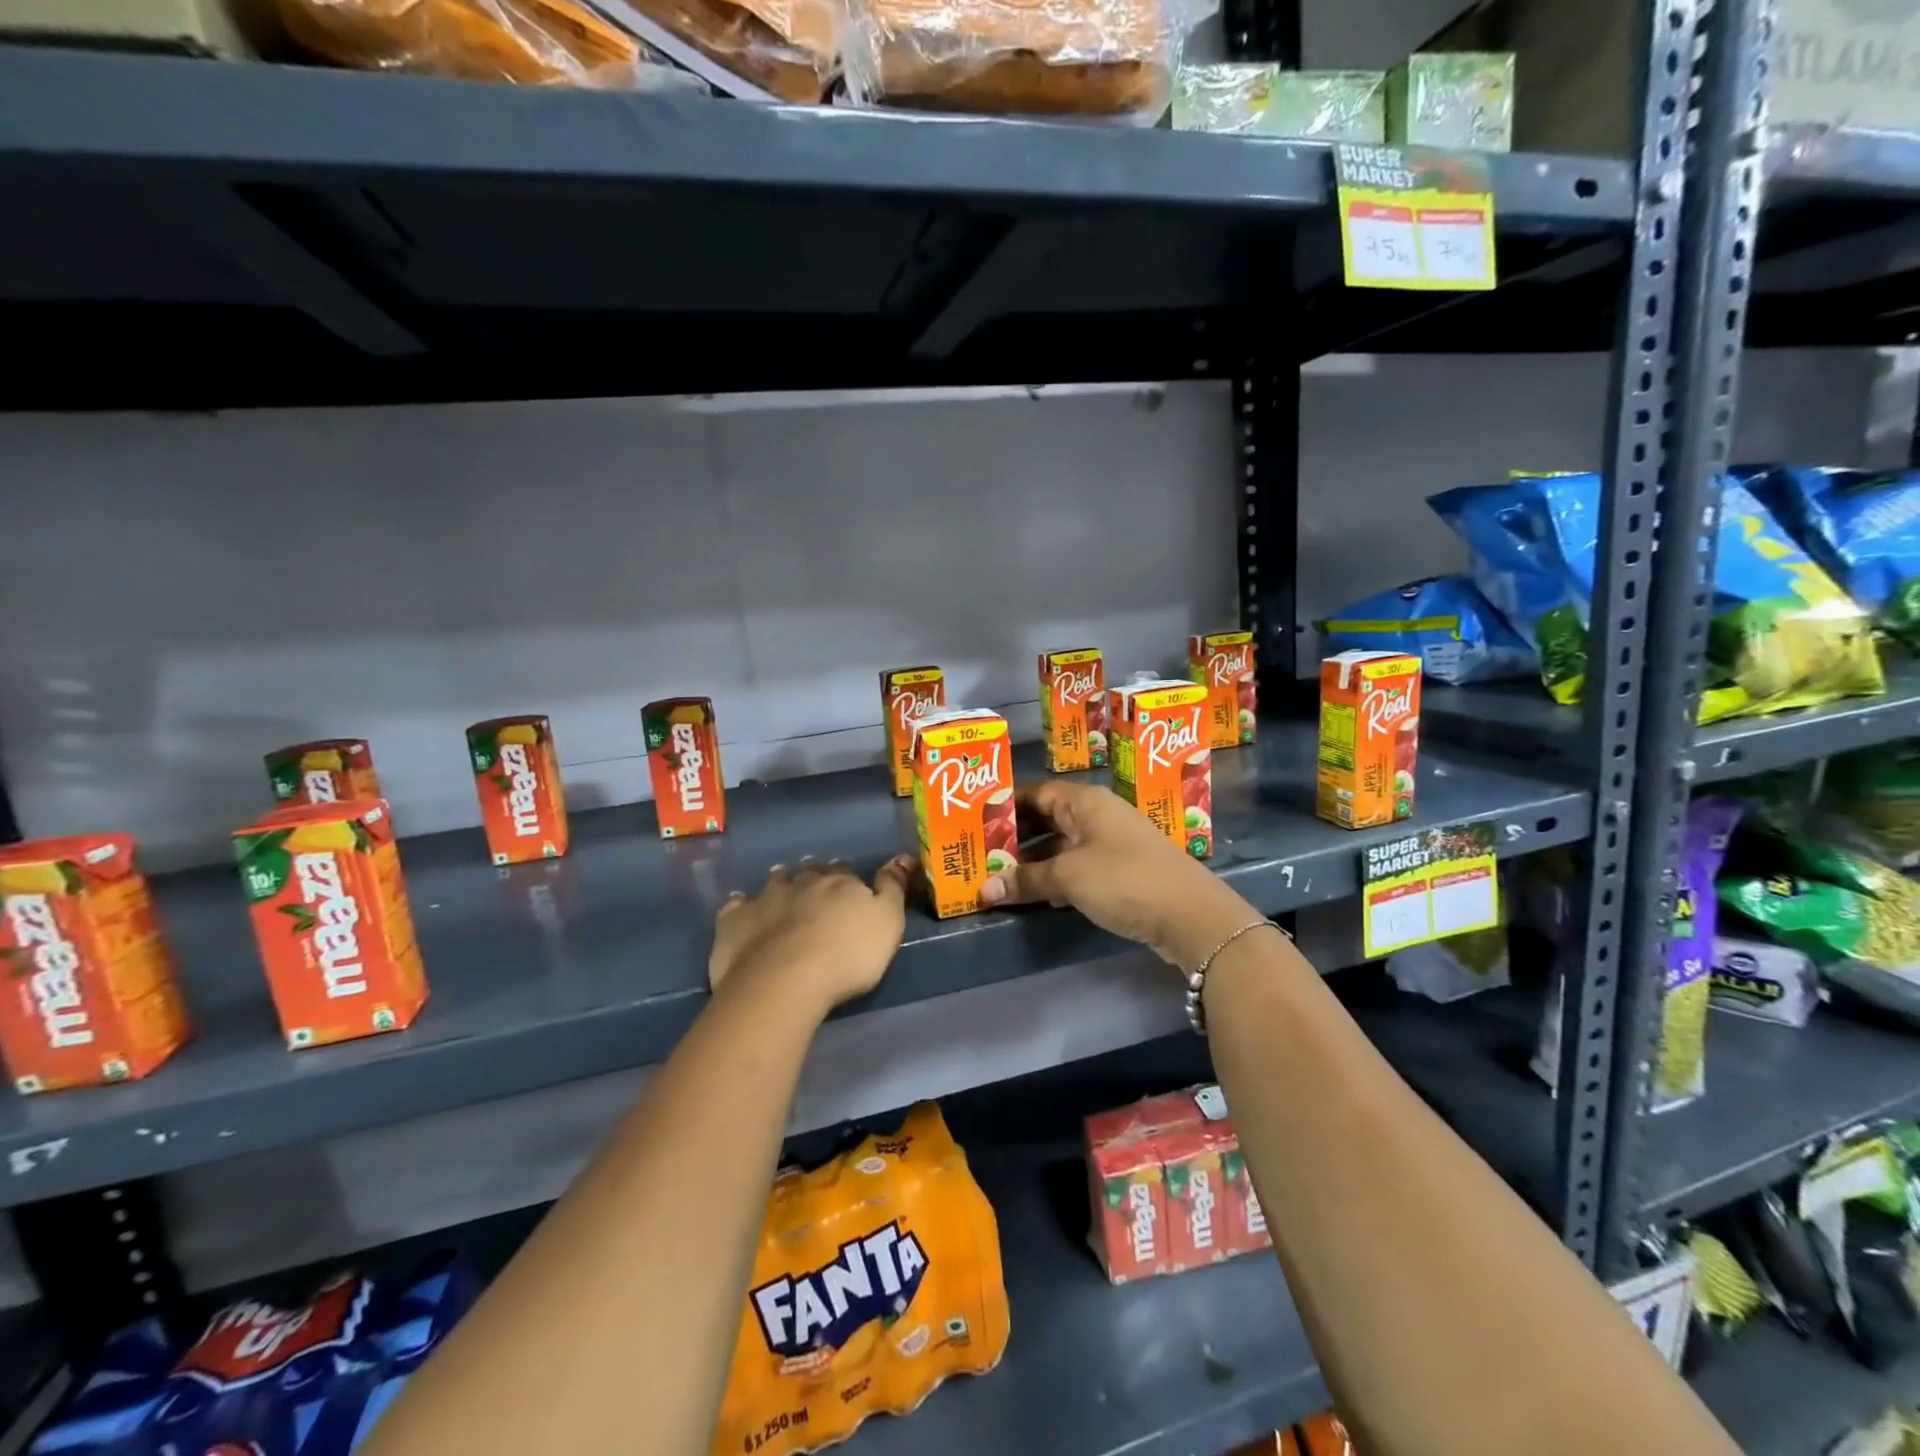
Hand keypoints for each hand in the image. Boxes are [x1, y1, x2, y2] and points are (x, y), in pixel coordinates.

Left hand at [709, 856, 913, 1013]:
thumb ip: (893, 888)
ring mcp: (764, 899)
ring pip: (774, 882)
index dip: (849, 880)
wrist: (785, 980)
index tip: (850, 889)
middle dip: (814, 877)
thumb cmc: (847, 955)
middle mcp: (802, 882)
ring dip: (780, 884)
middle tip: (816, 888)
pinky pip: (737, 906)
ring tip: (782, 892)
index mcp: (840, 882)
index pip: (846, 873)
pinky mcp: (735, 921)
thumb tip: (901, 857)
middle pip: (810, 873)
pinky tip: (742, 911)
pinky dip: (742, 906)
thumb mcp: (888, 922)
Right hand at [980, 781, 1256, 968]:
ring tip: (998, 875)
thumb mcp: (1069, 877)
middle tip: (979, 853)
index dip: (1003, 807)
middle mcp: (1097, 814)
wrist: (1191, 915)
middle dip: (1014, 837)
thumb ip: (1025, 880)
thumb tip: (984, 888)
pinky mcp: (1121, 870)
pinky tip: (1035, 893)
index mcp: (1084, 801)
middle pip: (1046, 819)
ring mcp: (1111, 842)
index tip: (972, 823)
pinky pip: (1077, 865)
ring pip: (1061, 844)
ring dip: (1033, 861)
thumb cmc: (1124, 880)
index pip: (1033, 793)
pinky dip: (1055, 876)